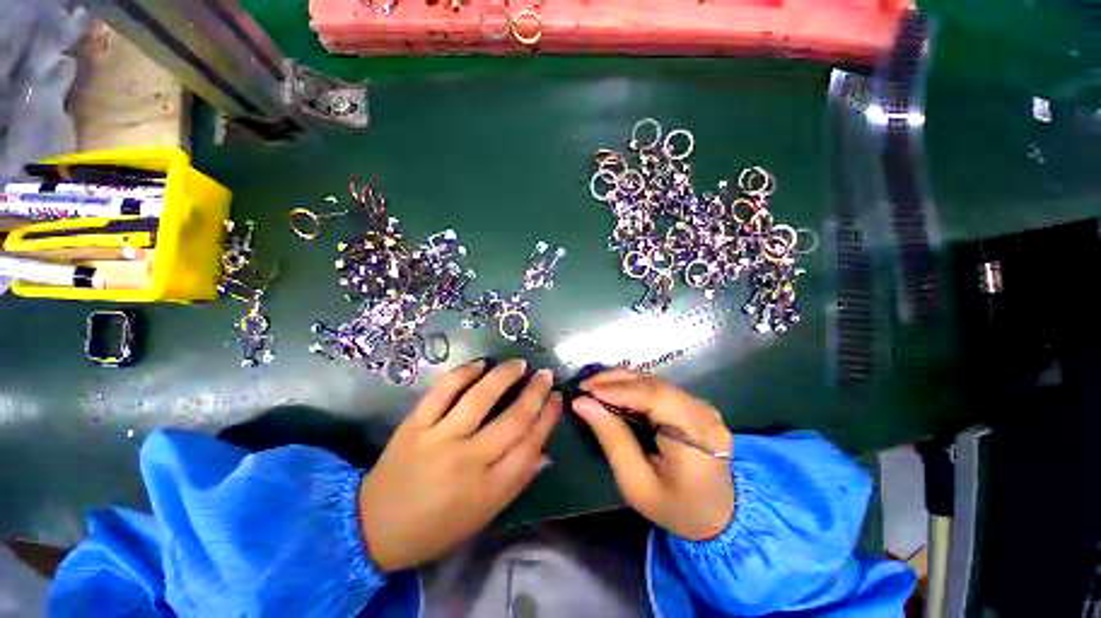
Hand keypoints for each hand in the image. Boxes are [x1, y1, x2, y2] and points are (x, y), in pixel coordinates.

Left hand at [359, 359, 561, 571]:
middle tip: (545, 374)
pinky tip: (480, 364)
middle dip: (535, 392)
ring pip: (480, 398)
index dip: (548, 417)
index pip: (530, 444)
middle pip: (512, 419)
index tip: (558, 398)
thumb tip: (546, 451)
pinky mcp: (415, 425)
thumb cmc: (437, 527)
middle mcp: (468, 461)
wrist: (375, 528)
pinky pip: (443, 391)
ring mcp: (439, 439)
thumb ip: (517, 481)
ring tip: (519, 364)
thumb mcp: (484, 514)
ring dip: (504, 376)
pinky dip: (464, 373)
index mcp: (488, 489)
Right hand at [572, 370, 733, 540]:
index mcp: (698, 438)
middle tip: (585, 385)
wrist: (716, 516)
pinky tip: (614, 389)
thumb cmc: (675, 507)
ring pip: (655, 382)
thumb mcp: (637, 483)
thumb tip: (583, 403)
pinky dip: (633, 386)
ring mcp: (702, 406)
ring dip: (622, 380)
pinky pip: (659, 388)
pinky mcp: (694, 404)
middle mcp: (704, 414)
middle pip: (655, 385)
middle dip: (616, 381)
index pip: (656, 399)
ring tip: (594, 386)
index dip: (620, 390)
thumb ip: (612, 439)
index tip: (587, 390)